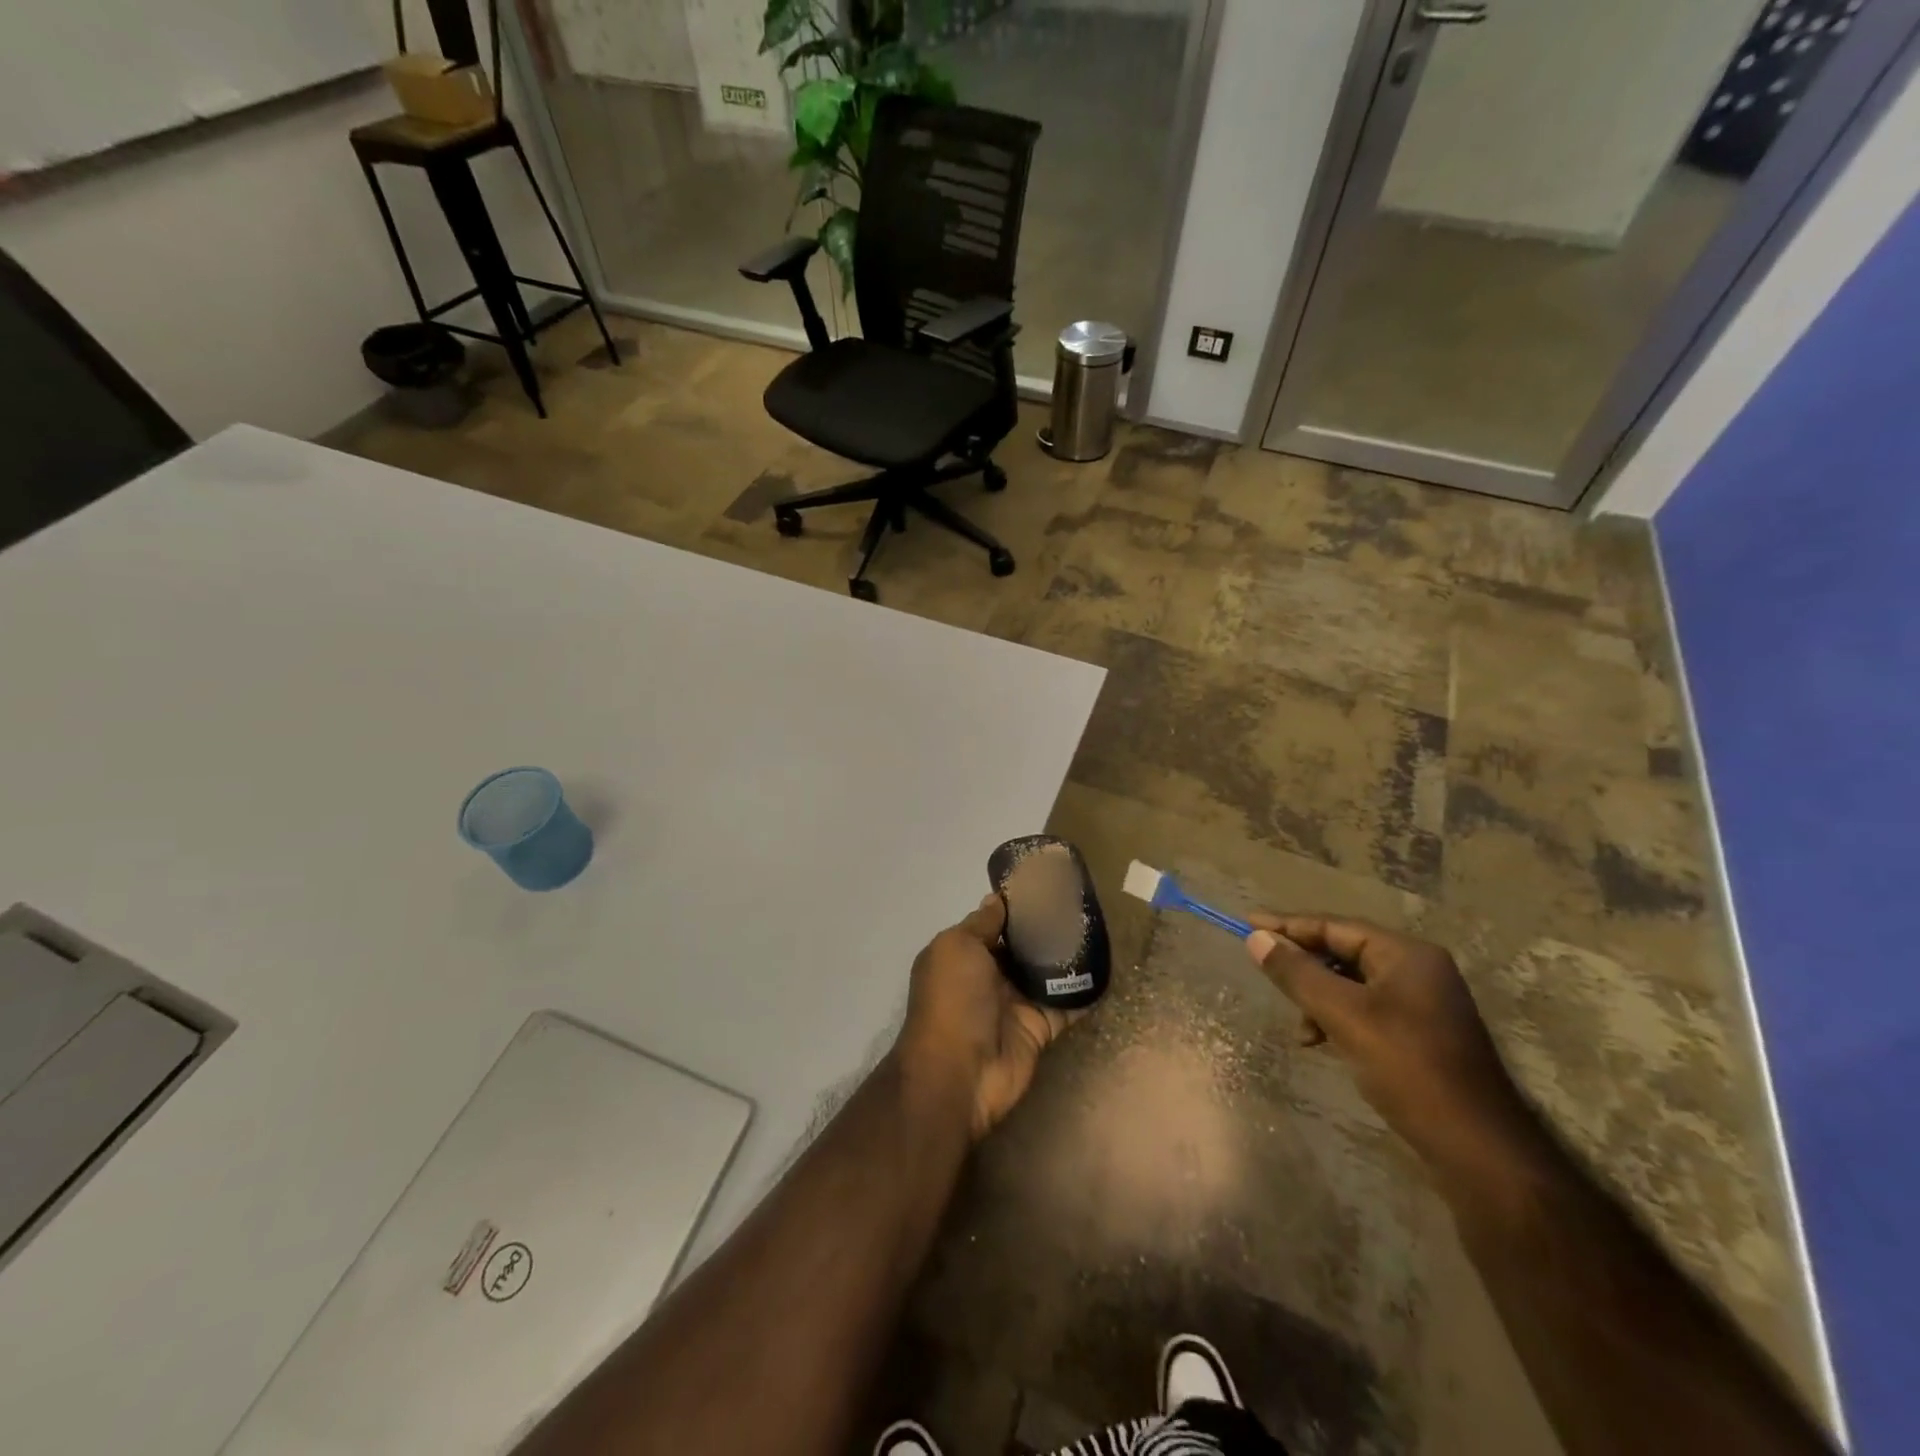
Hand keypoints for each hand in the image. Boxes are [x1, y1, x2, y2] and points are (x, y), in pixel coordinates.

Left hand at [896, 894, 1076, 1141]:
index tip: (1047, 885)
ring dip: (1068, 955)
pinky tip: (1108, 968)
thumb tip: (997, 898)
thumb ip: (982, 923)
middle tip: (1081, 903)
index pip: (994, 923)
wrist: (960, 1073)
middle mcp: (989, 976)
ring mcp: (1016, 1003)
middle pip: (1023, 946)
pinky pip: (1066, 1004)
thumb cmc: (953, 999)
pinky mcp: (1040, 1028)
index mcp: (964, 954)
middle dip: (1047, 927)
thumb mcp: (957, 947)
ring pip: (1046, 972)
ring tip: (1099, 928)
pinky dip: (1084, 991)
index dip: (1017, 905)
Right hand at [1246, 915, 1540, 1176]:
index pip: (1334, 926)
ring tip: (1301, 1029)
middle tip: (1264, 972)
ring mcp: (1422, 1003)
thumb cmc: (1409, 1068)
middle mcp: (1417, 969)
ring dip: (1318, 998)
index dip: (1287, 925)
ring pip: (1351, 983)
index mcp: (1406, 954)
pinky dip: (1337, 1018)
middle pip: (1343, 952)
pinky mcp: (1420, 1034)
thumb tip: (1257, 939)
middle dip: (1303, 966)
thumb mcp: (1343, 1016)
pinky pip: (1365, 1009)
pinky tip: (1323, 1041)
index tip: (1245, 924)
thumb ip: (1297, 974)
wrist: (1477, 1148)